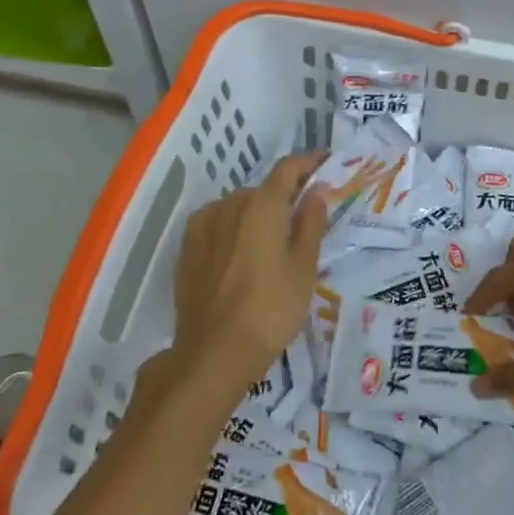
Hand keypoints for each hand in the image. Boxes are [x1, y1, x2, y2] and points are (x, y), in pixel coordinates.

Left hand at [170, 151, 328, 396]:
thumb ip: (311, 223)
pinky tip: (243, 257)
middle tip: (303, 220)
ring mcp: (202, 227)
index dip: (309, 162)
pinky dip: (235, 231)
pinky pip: (218, 226)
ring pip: (238, 209)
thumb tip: (316, 190)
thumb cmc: (271, 308)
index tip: (327, 162)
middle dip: (284, 198)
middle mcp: (228, 205)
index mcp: (262, 205)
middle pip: (263, 190)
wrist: (214, 352)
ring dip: (257, 216)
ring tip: (272, 245)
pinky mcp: (186, 250)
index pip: (288, 169)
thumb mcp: (304, 267)